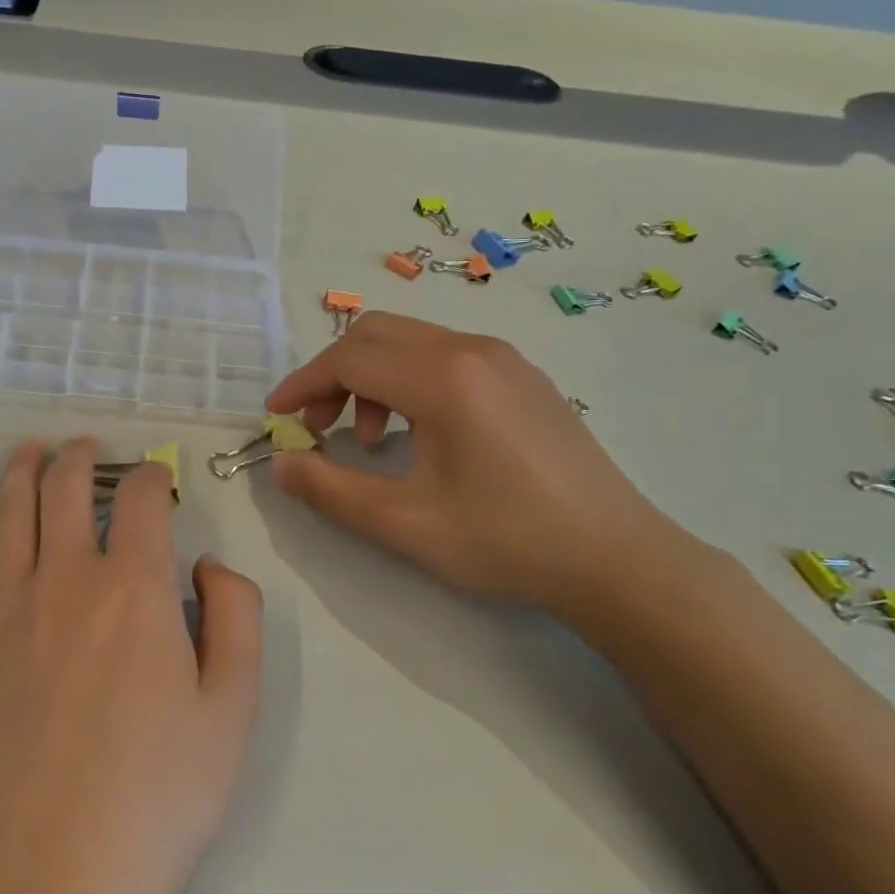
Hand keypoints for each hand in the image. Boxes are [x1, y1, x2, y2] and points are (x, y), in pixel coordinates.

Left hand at [0, 438, 262, 893]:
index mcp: (136, 587)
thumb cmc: (160, 794)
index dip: (152, 475)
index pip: (141, 498)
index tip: (158, 478)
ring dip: (20, 471)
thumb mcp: (234, 706)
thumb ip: (235, 615)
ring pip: (10, 512)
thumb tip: (207, 565)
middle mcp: (67, 578)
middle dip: (79, 457)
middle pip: (66, 488)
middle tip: (84, 445)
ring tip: (28, 450)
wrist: (57, 877)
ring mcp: (8, 609)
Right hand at [265, 312, 698, 616]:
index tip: (277, 418)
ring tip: (371, 441)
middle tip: (320, 429)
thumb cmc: (507, 541)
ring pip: (411, 342)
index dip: (302, 385)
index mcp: (444, 378)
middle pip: (376, 334)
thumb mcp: (405, 524)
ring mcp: (505, 359)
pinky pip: (445, 356)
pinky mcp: (523, 377)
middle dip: (333, 376)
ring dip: (371, 379)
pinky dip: (409, 381)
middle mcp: (472, 350)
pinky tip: (420, 434)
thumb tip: (281, 463)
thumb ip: (330, 490)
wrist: (617, 559)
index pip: (349, 358)